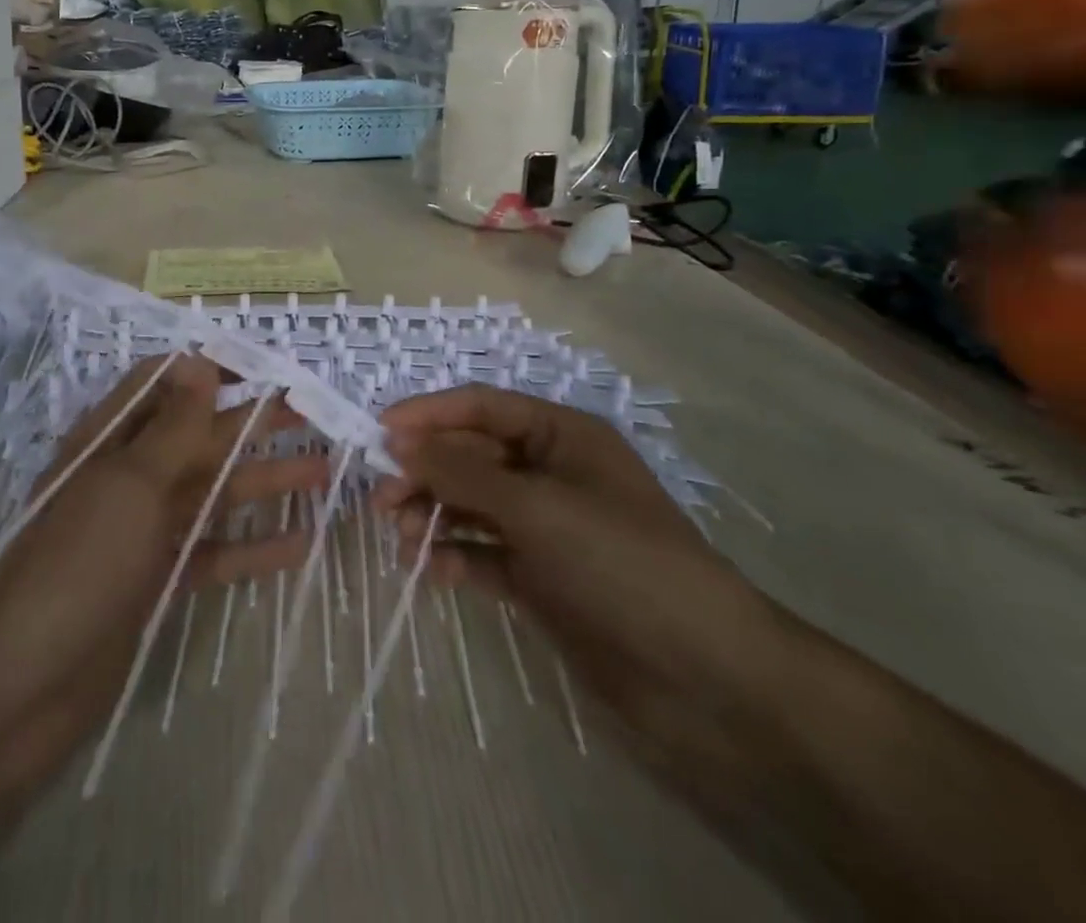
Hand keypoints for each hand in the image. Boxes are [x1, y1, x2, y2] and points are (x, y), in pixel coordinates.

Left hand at [0, 355, 327, 744]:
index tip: (266, 367)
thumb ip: (172, 425)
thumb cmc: (79, 564)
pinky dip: (252, 547)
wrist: (22, 686)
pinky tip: (299, 544)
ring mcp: (144, 530)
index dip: (213, 371)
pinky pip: (213, 553)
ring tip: (322, 471)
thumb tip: (199, 360)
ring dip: (263, 481)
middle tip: (311, 414)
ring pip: (213, 493)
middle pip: (199, 437)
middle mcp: (130, 476)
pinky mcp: (157, 580)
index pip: (166, 384)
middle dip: (252, 423)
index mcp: (112, 440)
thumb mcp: (130, 483)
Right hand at [376, 385, 786, 759]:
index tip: (378, 434)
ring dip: (433, 514)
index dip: (428, 415)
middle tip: (382, 500)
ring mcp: (546, 527)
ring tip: (401, 538)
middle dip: (425, 472)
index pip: (481, 407)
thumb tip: (398, 440)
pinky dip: (456, 556)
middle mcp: (550, 473)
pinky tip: (434, 572)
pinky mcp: (542, 577)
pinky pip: (484, 552)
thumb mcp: (537, 507)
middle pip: (471, 456)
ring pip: (472, 504)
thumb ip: (462, 471)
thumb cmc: (621, 563)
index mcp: (561, 436)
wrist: (707, 679)